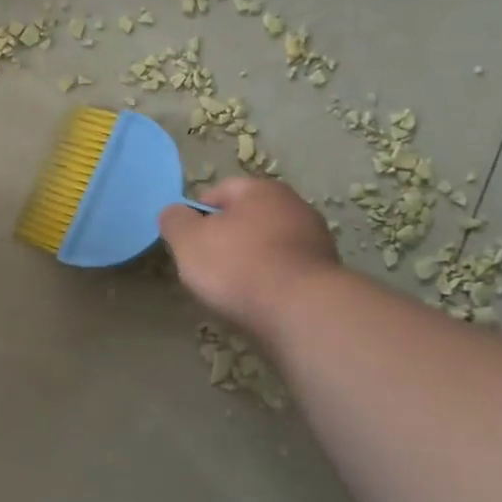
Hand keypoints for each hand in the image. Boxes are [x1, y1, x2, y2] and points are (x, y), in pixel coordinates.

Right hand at [158, 177, 340, 339]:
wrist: (301, 312)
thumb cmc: (238, 265)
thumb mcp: (188, 240)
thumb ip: (174, 220)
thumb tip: (174, 212)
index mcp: (260, 190)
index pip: (218, 192)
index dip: (197, 215)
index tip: (187, 242)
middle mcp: (294, 206)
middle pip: (245, 219)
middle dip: (225, 239)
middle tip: (205, 266)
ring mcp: (316, 240)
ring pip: (267, 245)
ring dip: (249, 262)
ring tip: (231, 289)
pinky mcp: (326, 274)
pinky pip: (285, 271)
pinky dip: (270, 282)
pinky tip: (258, 301)